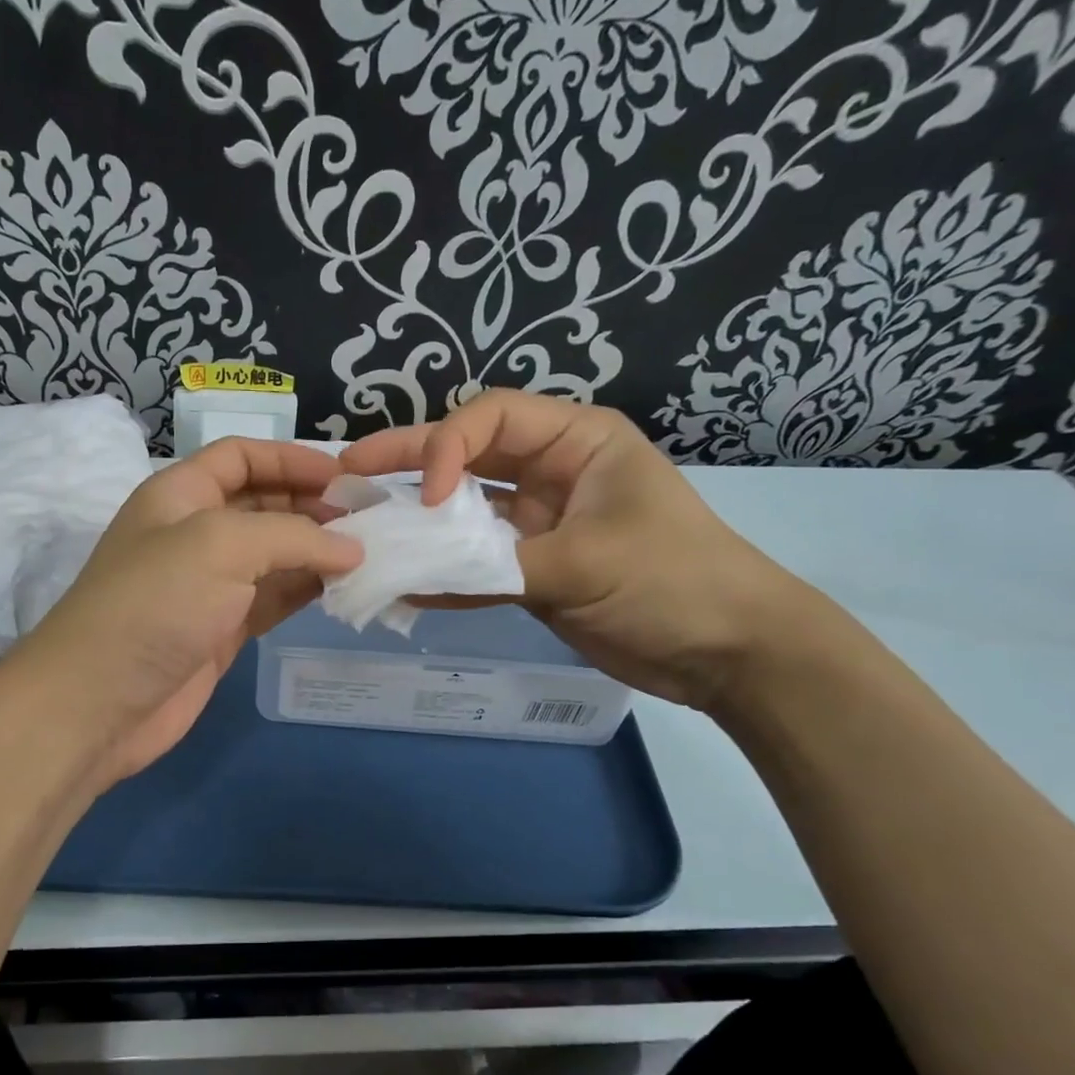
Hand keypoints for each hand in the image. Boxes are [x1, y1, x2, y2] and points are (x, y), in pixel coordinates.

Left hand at [3, 439, 361, 786]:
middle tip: (368, 519)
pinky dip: (307, 589)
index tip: (344, 476)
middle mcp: (195, 532)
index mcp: (180, 494)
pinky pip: (274, 597)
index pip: (240, 456)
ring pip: (274, 553)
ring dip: (317, 550)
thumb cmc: (155, 604)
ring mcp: (209, 584)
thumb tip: (352, 549)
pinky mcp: (223, 629)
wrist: (99, 703)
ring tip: (368, 552)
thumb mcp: (221, 546)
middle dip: (312, 504)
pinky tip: (343, 587)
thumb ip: (293, 536)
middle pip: (263, 502)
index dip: (291, 458)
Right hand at [340, 390, 806, 710]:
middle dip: (406, 462)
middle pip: (465, 457)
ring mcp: (537, 525)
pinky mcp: (531, 571)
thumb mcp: (588, 560)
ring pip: (463, 514)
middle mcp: (549, 474)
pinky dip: (442, 576)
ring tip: (360, 527)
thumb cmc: (675, 581)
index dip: (445, 446)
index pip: (491, 418)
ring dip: (417, 524)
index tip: (427, 496)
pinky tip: (401, 586)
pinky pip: (475, 565)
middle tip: (346, 469)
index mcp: (575, 442)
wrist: (728, 655)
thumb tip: (413, 575)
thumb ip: (495, 565)